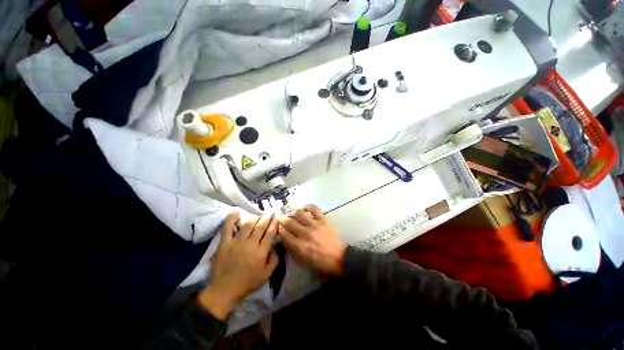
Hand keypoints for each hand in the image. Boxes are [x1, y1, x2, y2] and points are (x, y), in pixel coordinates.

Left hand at [197, 212, 278, 319]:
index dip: (274, 225)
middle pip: (260, 227)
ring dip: (255, 218)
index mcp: (261, 252)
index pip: (270, 234)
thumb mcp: (266, 275)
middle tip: (270, 212)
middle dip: (267, 218)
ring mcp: (236, 242)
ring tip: (259, 216)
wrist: (224, 290)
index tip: (277, 218)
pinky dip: (231, 219)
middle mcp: (250, 244)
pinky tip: (236, 212)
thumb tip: (277, 245)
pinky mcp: (225, 243)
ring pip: (248, 225)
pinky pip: (227, 228)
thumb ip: (275, 259)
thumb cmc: (247, 283)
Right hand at [278, 204, 346, 275]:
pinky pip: (314, 209)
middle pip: (289, 222)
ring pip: (299, 213)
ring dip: (293, 212)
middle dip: (282, 219)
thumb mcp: (303, 262)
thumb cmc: (320, 263)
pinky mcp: (323, 220)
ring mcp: (314, 225)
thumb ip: (292, 250)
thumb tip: (284, 239)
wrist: (339, 258)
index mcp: (299, 246)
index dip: (278, 229)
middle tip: (281, 218)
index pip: (284, 234)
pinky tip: (305, 208)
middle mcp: (305, 233)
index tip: (277, 227)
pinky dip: (308, 206)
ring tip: (292, 214)